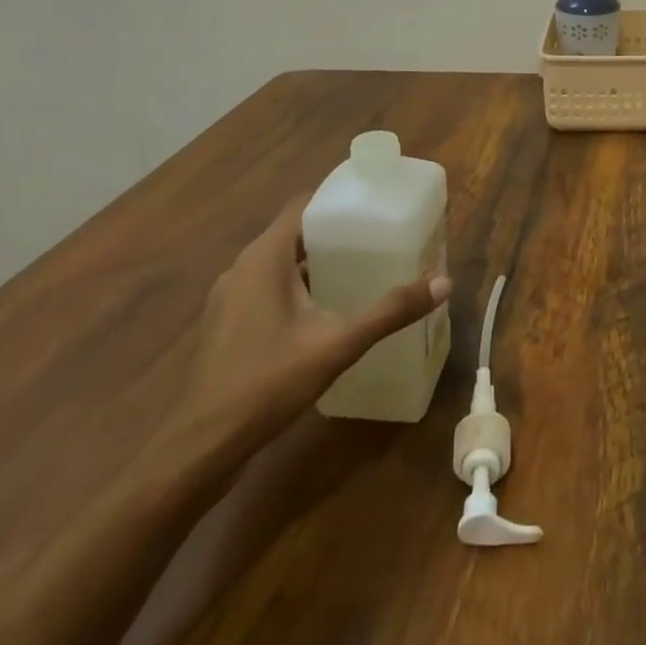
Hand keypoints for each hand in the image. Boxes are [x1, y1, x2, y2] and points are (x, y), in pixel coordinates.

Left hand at [174, 199, 449, 451]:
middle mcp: (243, 267)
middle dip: (335, 230)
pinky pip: (267, 287)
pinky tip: (325, 309)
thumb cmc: (268, 382)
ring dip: (315, 260)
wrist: (201, 447)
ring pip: (280, 262)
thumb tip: (444, 283)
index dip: (338, 197)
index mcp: (264, 257)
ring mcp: (230, 297)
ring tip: (360, 267)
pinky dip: (297, 286)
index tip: (375, 201)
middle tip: (378, 235)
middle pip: (295, 232)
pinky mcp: (227, 324)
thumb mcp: (338, 344)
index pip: (304, 204)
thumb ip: (390, 311)